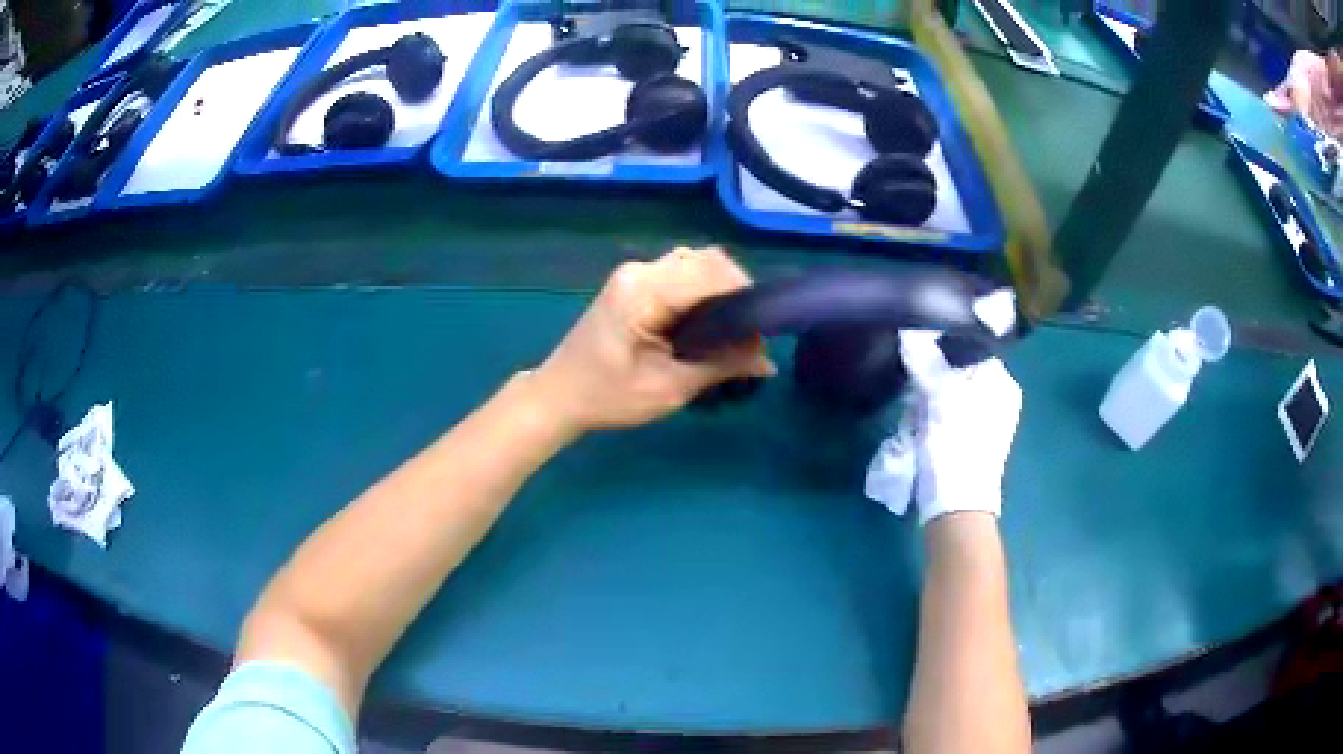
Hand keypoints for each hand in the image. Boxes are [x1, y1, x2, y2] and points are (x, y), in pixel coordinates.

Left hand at [527, 247, 775, 436]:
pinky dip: (702, 291)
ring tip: (728, 330)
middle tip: (745, 335)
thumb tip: (767, 363)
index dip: (744, 295)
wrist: (559, 395)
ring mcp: (635, 273)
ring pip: (695, 263)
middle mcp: (640, 271)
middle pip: (706, 260)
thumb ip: (721, 367)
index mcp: (644, 291)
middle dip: (735, 291)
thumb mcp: (669, 389)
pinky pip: (681, 273)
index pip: (711, 272)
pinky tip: (705, 324)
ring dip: (719, 290)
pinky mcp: (634, 282)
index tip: (759, 331)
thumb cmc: (608, 397)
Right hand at [902, 330, 1021, 524]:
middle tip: (916, 397)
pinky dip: (936, 421)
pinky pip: (952, 417)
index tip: (918, 360)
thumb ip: (926, 361)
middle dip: (933, 381)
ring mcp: (991, 423)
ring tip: (917, 419)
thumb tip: (910, 333)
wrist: (956, 507)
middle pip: (959, 372)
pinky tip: (923, 434)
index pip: (970, 348)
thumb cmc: (954, 446)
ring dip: (930, 403)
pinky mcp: (977, 443)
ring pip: (952, 395)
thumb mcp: (938, 397)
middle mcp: (1002, 398)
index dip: (941, 350)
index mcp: (1003, 382)